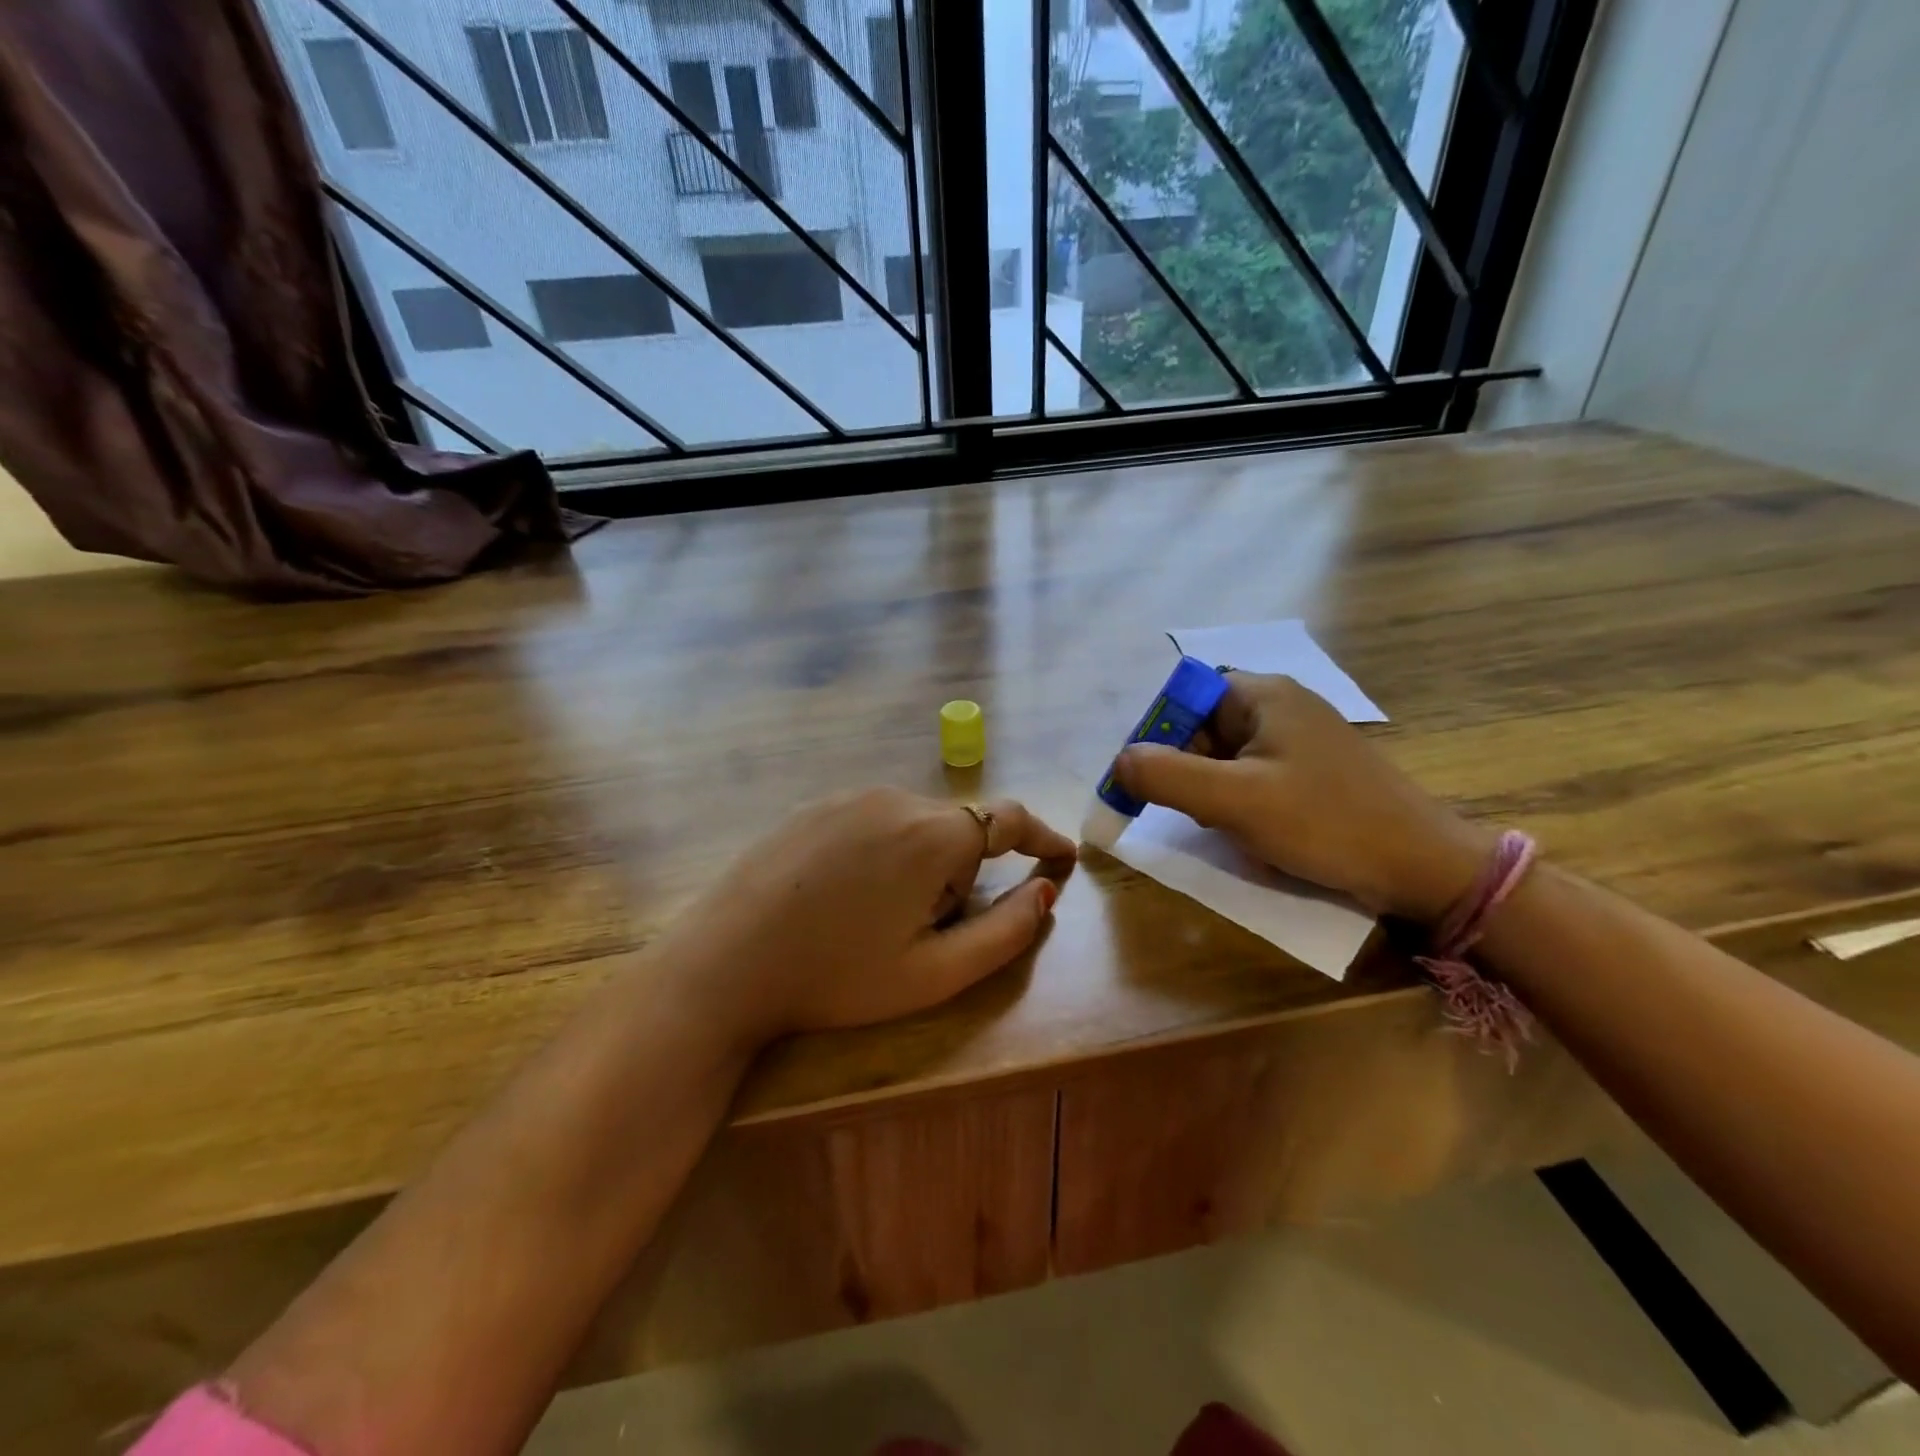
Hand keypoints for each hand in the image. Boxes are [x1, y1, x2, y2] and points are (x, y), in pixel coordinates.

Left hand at [656, 788, 1075, 1045]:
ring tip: (877, 917)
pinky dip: (884, 850)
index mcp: (933, 835)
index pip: (1010, 819)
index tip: (1062, 857)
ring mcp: (848, 796)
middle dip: (963, 871)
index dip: (1043, 837)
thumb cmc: (836, 976)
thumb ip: (1004, 932)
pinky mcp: (814, 805)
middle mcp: (895, 799)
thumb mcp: (934, 974)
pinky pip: (873, 819)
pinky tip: (843, 894)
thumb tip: (1044, 893)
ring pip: (915, 823)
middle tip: (927, 929)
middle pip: (958, 828)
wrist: (725, 962)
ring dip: (921, 861)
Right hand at [1114, 673, 1494, 922]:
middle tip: (1197, 812)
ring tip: (1230, 825)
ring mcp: (1300, 737)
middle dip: (1188, 770)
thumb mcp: (1234, 801)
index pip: (1185, 696)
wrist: (1423, 867)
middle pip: (1203, 725)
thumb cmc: (1325, 823)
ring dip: (1212, 790)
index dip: (1160, 735)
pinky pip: (1254, 774)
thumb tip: (1118, 762)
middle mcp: (1280, 704)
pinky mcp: (1314, 769)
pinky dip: (1240, 800)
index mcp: (1262, 694)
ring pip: (1226, 755)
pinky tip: (1255, 831)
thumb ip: (1166, 777)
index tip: (1154, 781)